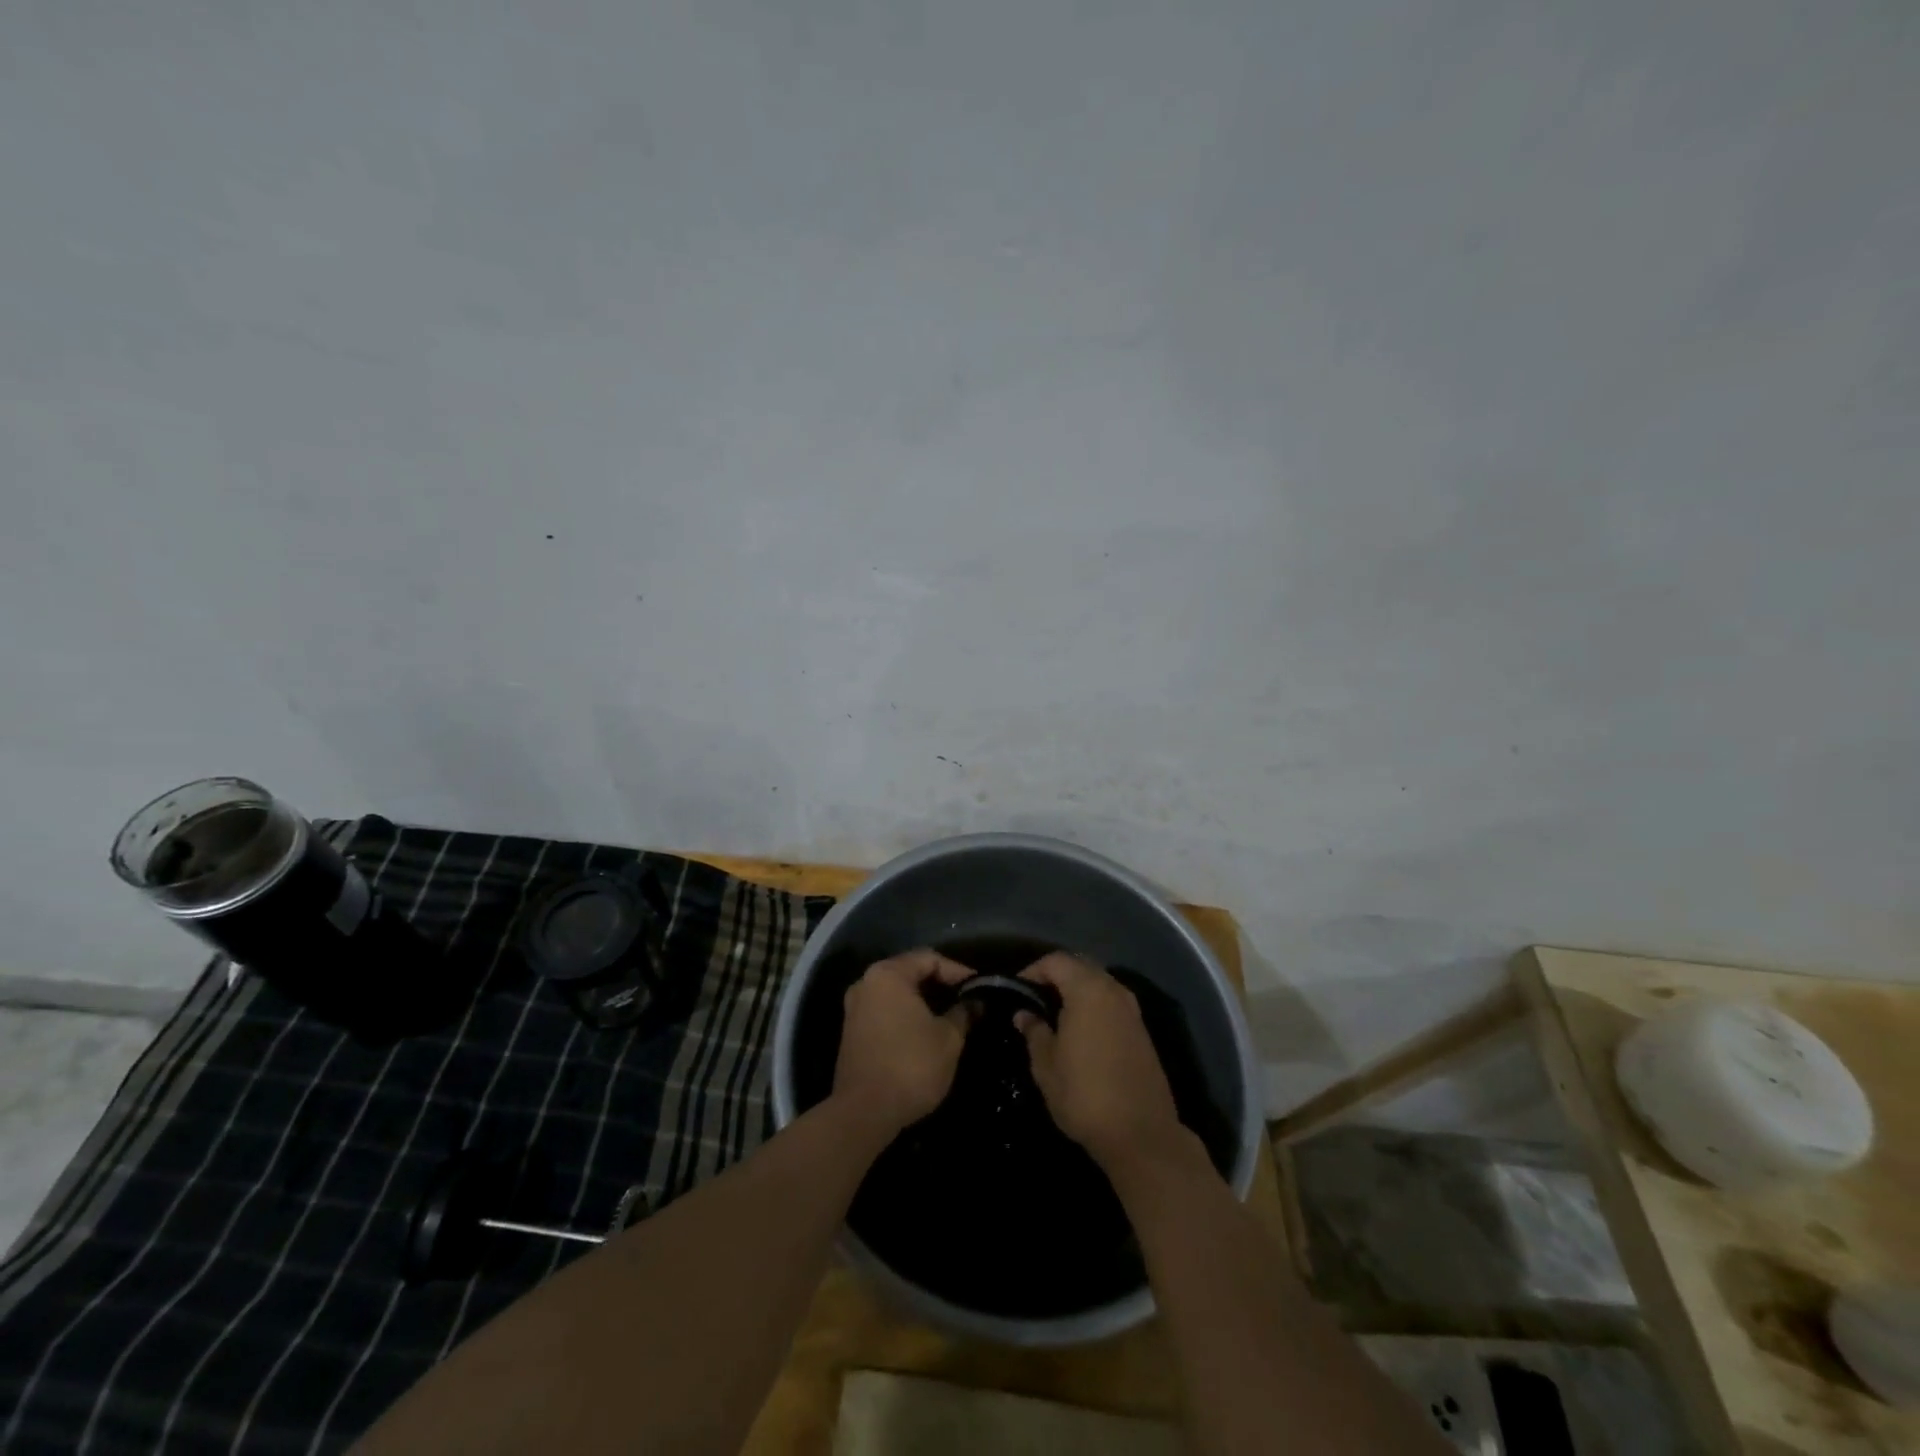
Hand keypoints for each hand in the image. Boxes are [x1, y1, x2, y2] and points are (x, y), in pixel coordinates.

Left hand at [832, 950, 974, 1137]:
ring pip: (897, 993)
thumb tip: (976, 1002)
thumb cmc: (911, 1065)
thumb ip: (964, 1013)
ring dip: (924, 1001)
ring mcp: (855, 1008)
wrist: (864, 1113)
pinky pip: (885, 1011)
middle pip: (910, 972)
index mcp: (888, 975)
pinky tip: (926, 1031)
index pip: (929, 958)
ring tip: (951, 1015)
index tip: (979, 987)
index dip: (957, 970)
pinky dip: (906, 1015)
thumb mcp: (948, 1038)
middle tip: (966, 998)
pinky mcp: (852, 1032)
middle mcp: (866, 983)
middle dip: (940, 984)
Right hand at [1016, 952, 1183, 1170]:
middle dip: (1056, 976)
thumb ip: (1034, 1032)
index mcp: (1088, 991)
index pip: (1056, 961)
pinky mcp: (1141, 1030)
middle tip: (1034, 998)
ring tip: (1054, 1014)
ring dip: (1076, 990)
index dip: (1033, 970)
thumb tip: (1024, 1013)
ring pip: (1098, 983)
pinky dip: (1093, 1005)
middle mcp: (1113, 991)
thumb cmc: (1085, 1095)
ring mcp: (1132, 1010)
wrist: (1141, 1134)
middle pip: (1080, 966)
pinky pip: (1111, 1002)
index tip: (1017, 990)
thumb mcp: (1046, 1066)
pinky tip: (1080, 1030)